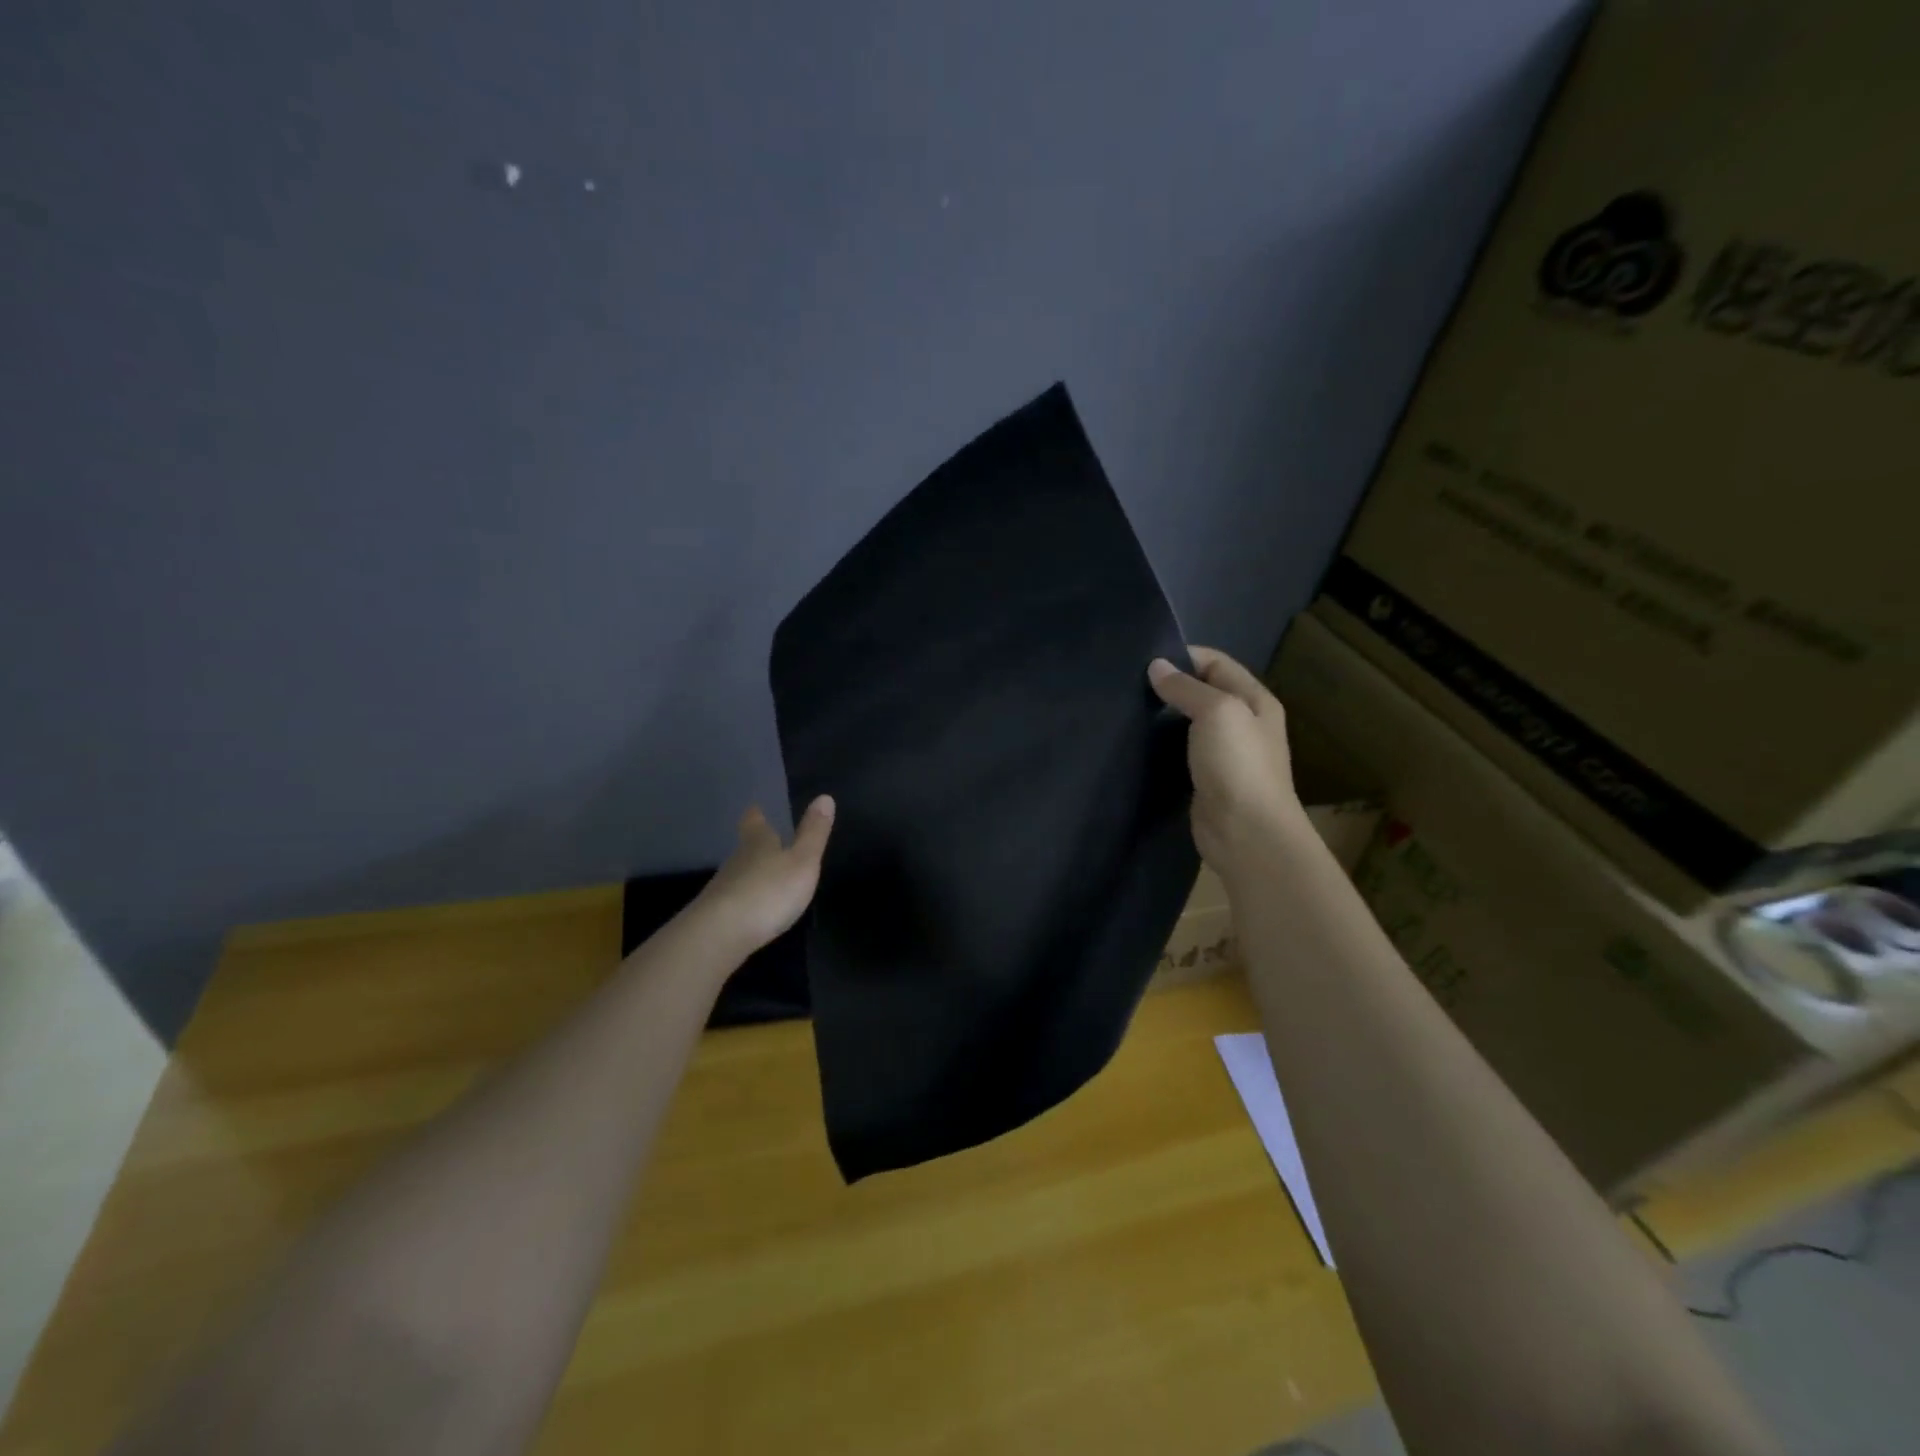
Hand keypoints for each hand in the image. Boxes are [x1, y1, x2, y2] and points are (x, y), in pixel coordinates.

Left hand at [693, 798, 834, 953]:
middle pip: (746, 847)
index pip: (755, 822)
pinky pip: (734, 899)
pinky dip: (745, 899)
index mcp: (759, 843)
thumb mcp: (802, 861)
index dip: (757, 815)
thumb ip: (814, 833)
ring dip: (752, 873)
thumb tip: (824, 796)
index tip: (756, 808)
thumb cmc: (769, 891)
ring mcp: (723, 888)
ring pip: (739, 873)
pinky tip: (754, 908)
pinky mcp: (716, 914)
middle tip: (767, 841)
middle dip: (756, 844)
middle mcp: (737, 860)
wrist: (720, 934)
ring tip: (766, 876)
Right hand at [1149, 649, 1304, 879]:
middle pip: (1202, 691)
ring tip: (1127, 711)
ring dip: (1163, 717)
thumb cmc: (1237, 765)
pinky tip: (1137, 744)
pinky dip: (1161, 745)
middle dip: (1169, 686)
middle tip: (1129, 686)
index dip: (1183, 657)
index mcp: (1254, 700)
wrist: (1246, 833)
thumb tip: (1156, 666)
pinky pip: (1180, 752)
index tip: (1144, 662)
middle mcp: (1242, 722)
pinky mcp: (1205, 779)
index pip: (1215, 663)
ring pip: (1188, 723)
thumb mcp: (1216, 712)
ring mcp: (1224, 754)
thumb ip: (1186, 687)